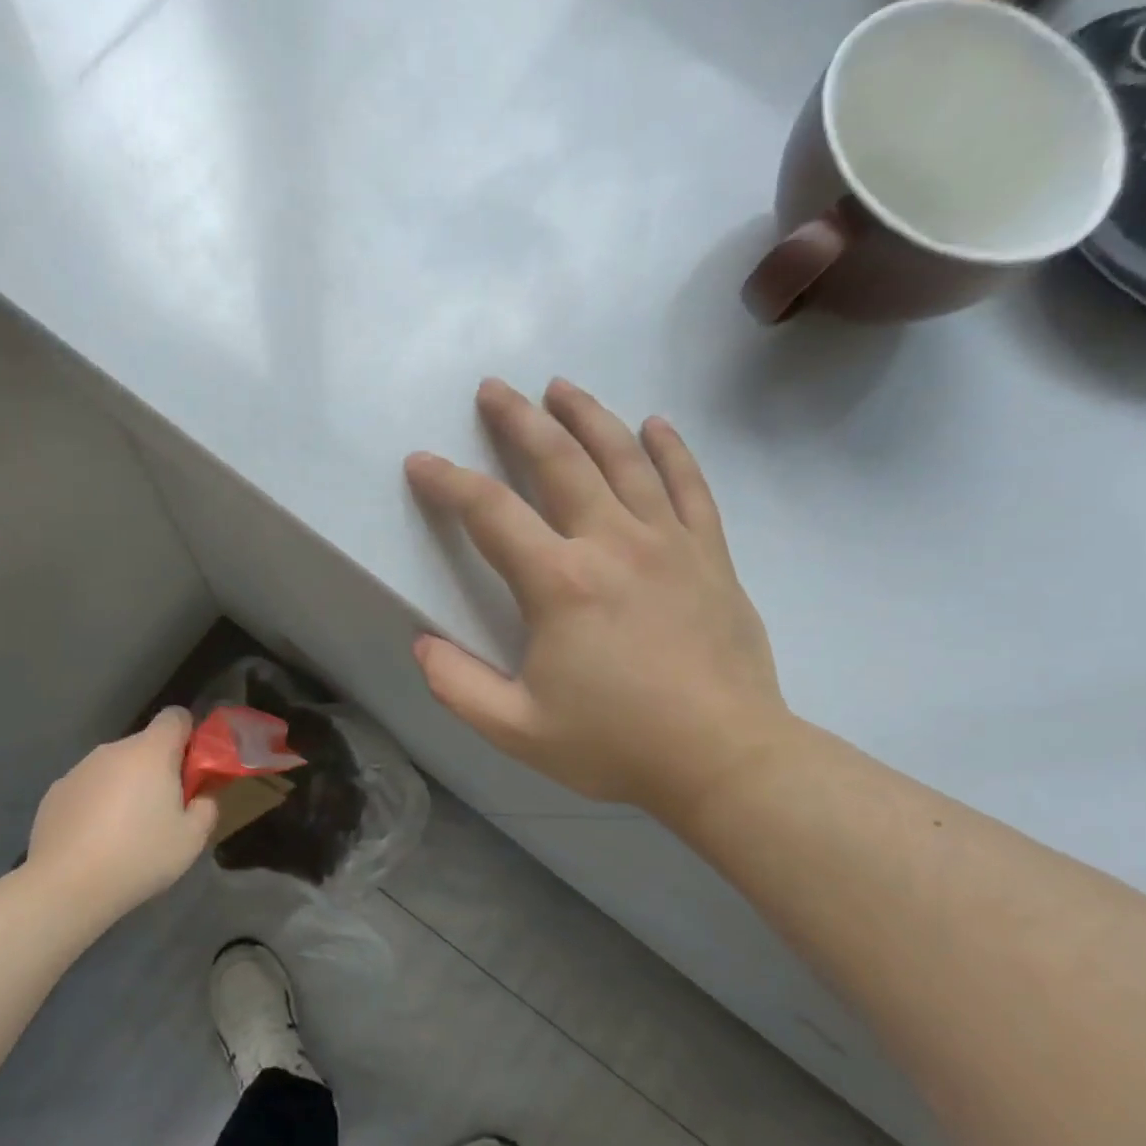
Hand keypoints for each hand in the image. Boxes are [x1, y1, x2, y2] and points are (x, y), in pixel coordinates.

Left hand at [23, 708, 218, 917]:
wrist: (66, 886)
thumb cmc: (140, 855)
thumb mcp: (192, 838)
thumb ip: (207, 806)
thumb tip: (200, 795)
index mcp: (151, 752)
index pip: (176, 717)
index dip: (190, 736)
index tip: (192, 768)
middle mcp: (113, 750)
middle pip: (145, 746)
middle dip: (159, 769)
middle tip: (166, 810)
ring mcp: (79, 770)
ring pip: (115, 768)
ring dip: (127, 786)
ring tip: (127, 831)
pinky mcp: (55, 793)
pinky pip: (89, 788)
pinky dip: (98, 804)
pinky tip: (96, 840)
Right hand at [406, 378, 798, 812]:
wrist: (724, 759)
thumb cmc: (617, 745)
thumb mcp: (517, 729)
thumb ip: (458, 686)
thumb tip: (421, 644)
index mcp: (560, 582)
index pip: (489, 513)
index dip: (448, 482)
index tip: (421, 462)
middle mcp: (613, 543)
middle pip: (559, 461)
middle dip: (519, 419)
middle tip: (494, 389)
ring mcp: (669, 543)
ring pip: (624, 457)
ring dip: (588, 416)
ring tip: (561, 386)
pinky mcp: (710, 556)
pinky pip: (689, 485)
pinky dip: (670, 450)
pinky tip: (655, 424)